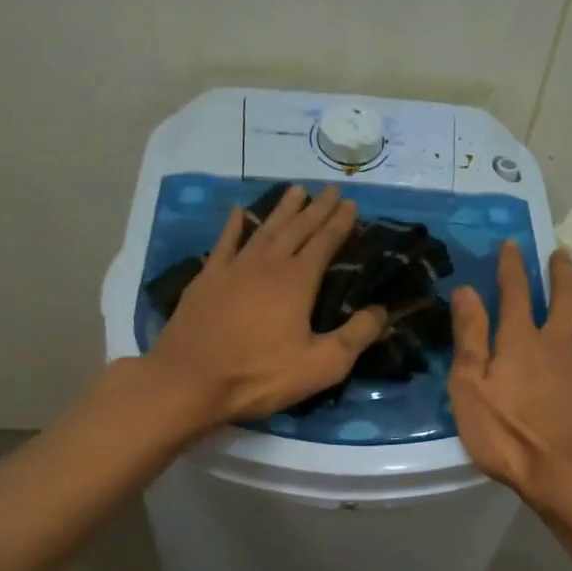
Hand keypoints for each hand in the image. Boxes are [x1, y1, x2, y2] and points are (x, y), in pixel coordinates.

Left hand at [146, 185, 386, 427]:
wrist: (190, 381)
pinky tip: (239, 212)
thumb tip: (381, 310)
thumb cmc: (259, 376)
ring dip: (281, 210)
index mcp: (297, 281)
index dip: (339, 223)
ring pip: (263, 230)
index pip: (324, 243)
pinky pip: (224, 243)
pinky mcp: (206, 279)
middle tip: (329, 190)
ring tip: (295, 191)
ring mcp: (233, 269)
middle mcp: (267, 265)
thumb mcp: (320, 366)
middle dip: (316, 209)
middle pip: (296, 229)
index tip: (351, 204)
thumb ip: (355, 337)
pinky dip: (234, 226)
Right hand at [449, 242, 571, 502]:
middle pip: (565, 296)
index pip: (517, 290)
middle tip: (560, 253)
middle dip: (560, 271)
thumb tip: (466, 291)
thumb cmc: (508, 435)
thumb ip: (469, 338)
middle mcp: (558, 342)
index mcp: (521, 339)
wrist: (567, 474)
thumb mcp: (470, 388)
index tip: (512, 244)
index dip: (512, 266)